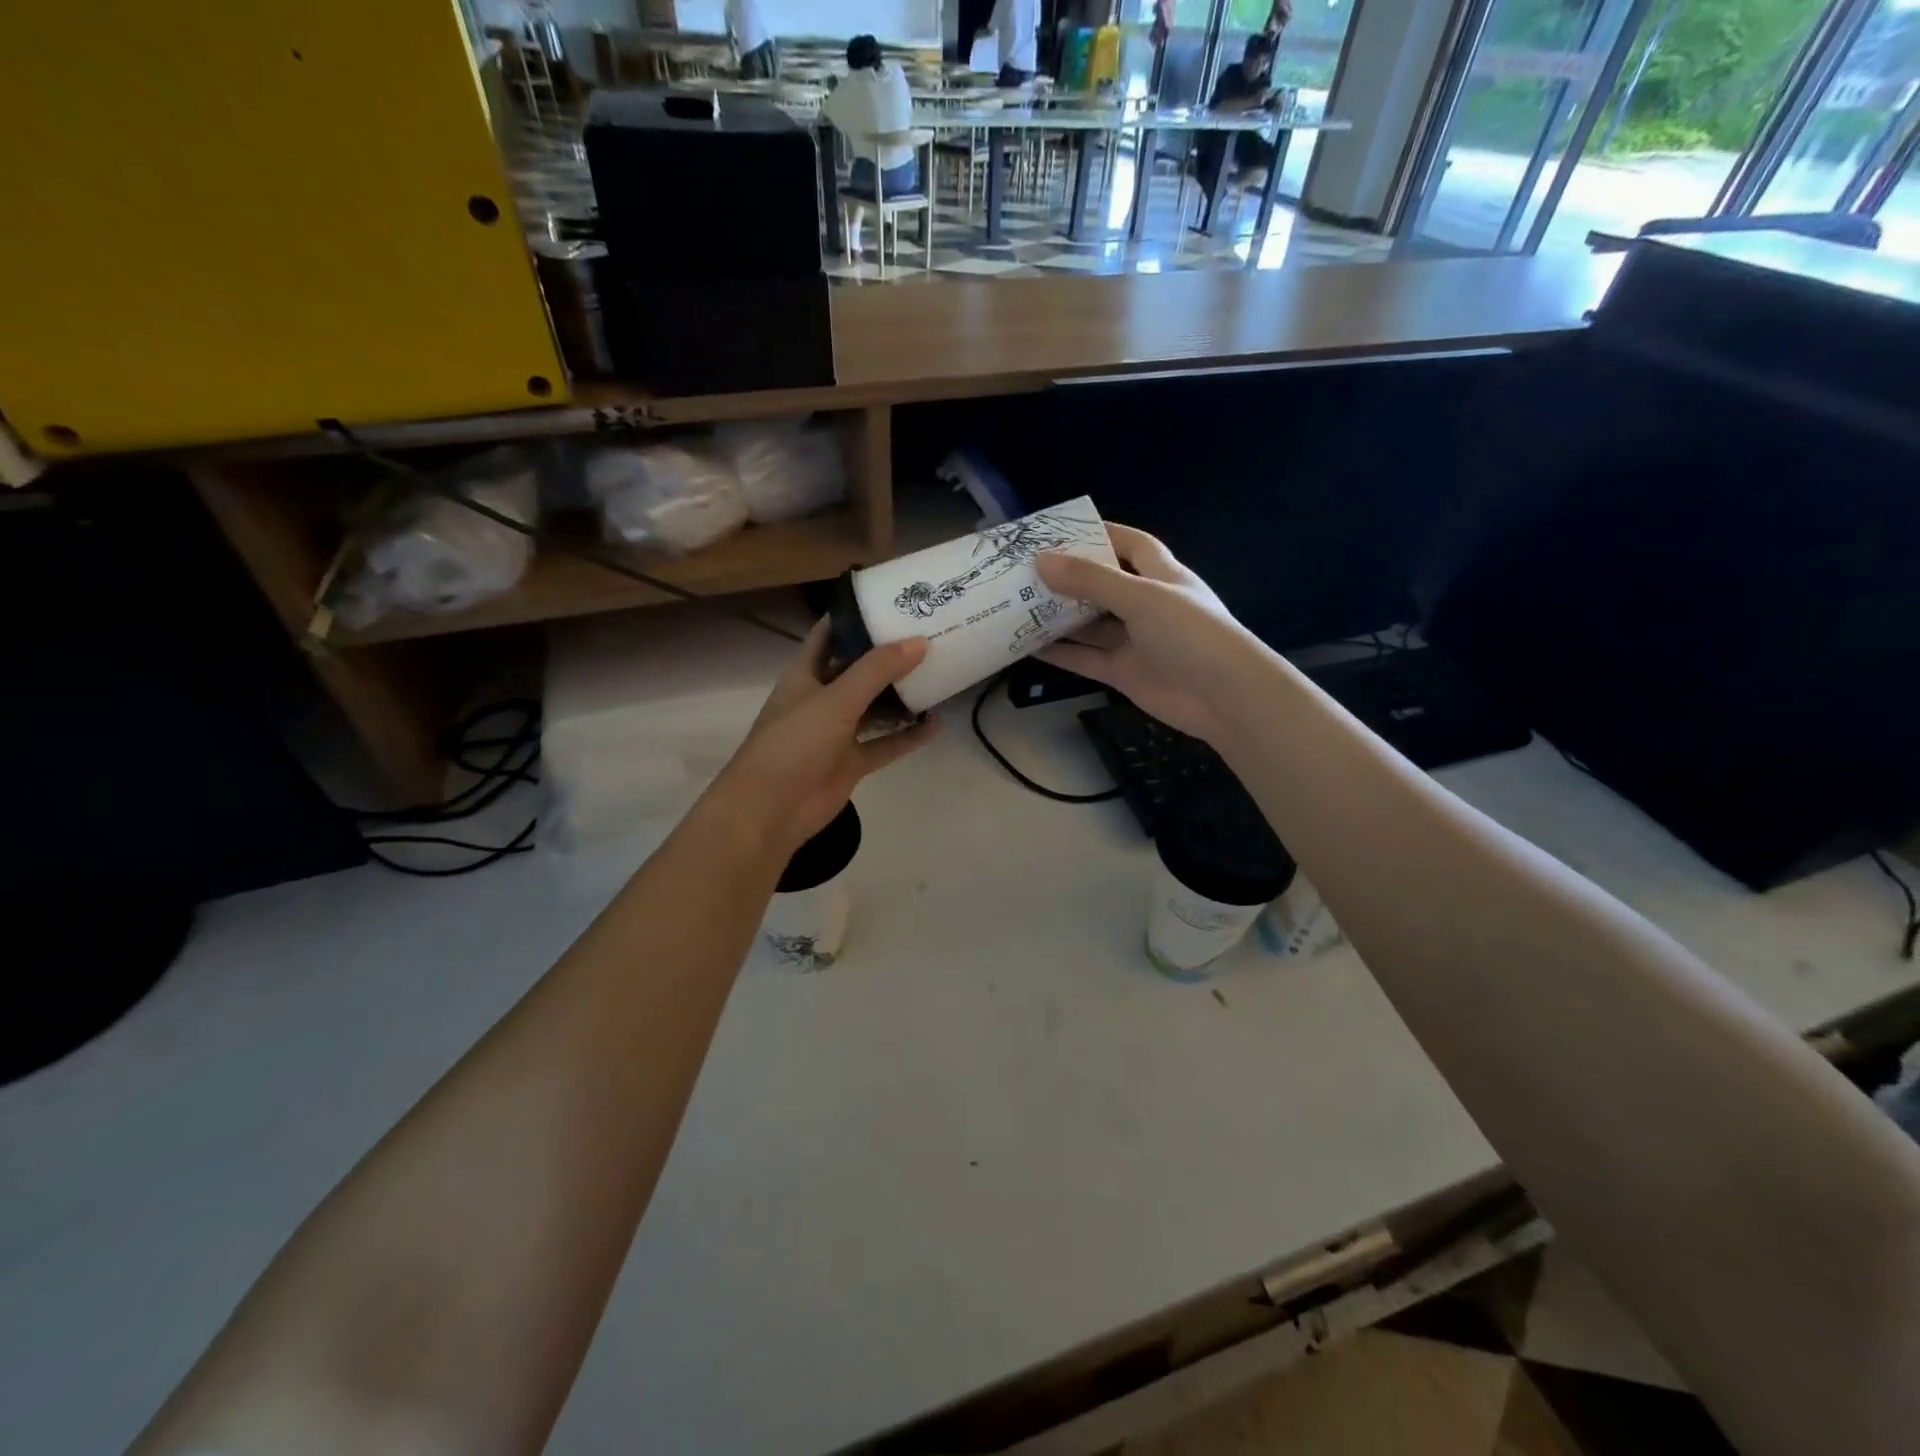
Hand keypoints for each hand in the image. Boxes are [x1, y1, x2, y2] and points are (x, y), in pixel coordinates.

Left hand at [713, 621, 937, 854]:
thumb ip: (877, 670)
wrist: (770, 810)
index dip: (855, 616)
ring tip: (938, 674)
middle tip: (928, 634)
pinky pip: (885, 744)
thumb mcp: (835, 699)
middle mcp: (821, 698)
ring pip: (875, 707)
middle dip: (888, 655)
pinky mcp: (851, 762)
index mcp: (805, 674)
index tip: (891, 599)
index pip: (829, 634)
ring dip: (901, 695)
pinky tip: (936, 724)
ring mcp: (837, 733)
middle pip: (858, 669)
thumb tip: (920, 641)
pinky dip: (908, 736)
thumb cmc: (793, 743)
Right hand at [1035, 523, 1262, 747]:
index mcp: (1162, 576)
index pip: (1132, 545)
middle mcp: (1147, 606)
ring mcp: (1135, 641)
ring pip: (1090, 625)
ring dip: (1059, 617)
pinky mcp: (1125, 673)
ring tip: (1018, 606)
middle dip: (1069, 578)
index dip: (1102, 534)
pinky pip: (1087, 659)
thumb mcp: (1140, 597)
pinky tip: (1030, 648)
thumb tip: (1041, 562)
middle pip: (1103, 585)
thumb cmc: (1190, 633)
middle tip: (1026, 571)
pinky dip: (1062, 654)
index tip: (1062, 530)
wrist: (1224, 697)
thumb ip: (1090, 581)